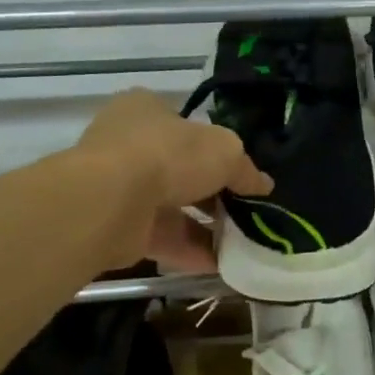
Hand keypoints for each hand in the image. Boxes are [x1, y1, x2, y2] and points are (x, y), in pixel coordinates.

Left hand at [78, 89, 271, 271]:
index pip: (186, 126)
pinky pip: (164, 239)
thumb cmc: (168, 155)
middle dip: (215, 193)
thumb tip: (263, 185)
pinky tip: (224, 264)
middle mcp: (129, 145)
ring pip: (174, 208)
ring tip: (244, 242)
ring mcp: (121, 187)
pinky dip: (193, 251)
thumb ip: (245, 169)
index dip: (216, 148)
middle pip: (181, 170)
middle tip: (247, 211)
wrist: (110, 201)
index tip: (241, 172)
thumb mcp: (225, 151)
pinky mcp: (119, 227)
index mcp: (147, 110)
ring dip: (207, 226)